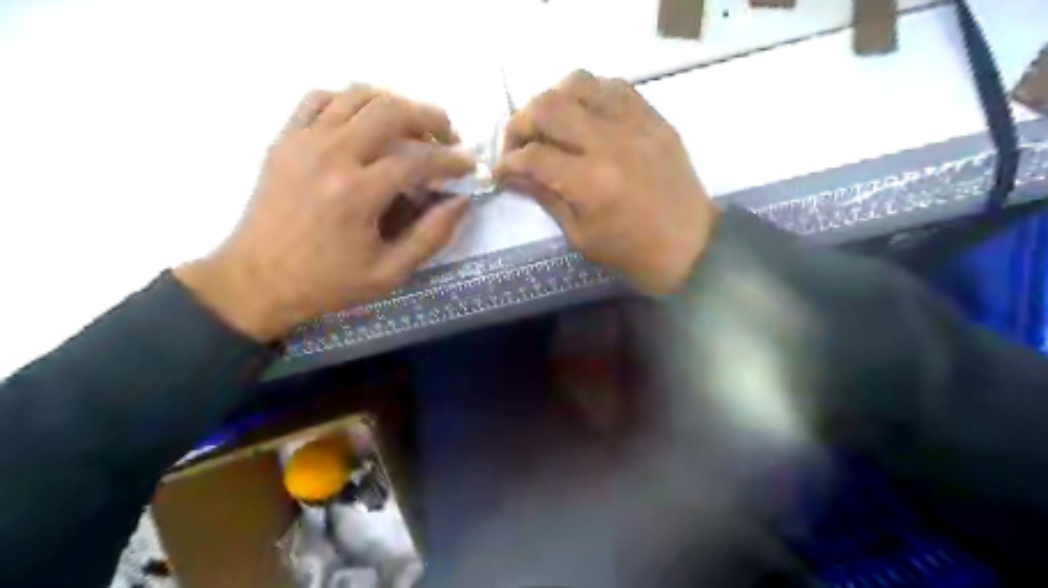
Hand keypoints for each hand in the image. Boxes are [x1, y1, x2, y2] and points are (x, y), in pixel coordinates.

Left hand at [177, 84, 471, 339]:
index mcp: (357, 194)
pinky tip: (365, 122)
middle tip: (448, 136)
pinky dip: (350, 101)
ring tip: (412, 127)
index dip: (451, 160)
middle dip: (430, 117)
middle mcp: (330, 156)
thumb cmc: (327, 283)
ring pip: (357, 95)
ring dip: (394, 104)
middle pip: (390, 111)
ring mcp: (303, 141)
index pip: (418, 160)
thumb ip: (431, 236)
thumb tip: (461, 201)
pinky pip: (320, 98)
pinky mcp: (285, 139)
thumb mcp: (390, 273)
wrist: (256, 281)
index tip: (469, 165)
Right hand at [496, 71, 715, 296]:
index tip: (500, 171)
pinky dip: (589, 94)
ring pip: (578, 83)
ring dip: (553, 100)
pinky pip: (614, 86)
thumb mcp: (580, 235)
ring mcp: (635, 124)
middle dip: (520, 124)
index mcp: (590, 182)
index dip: (507, 163)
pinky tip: (585, 116)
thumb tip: (513, 175)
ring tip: (551, 125)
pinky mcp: (654, 118)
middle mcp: (610, 143)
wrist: (690, 247)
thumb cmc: (631, 253)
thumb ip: (545, 197)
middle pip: (548, 107)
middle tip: (519, 144)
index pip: (532, 156)